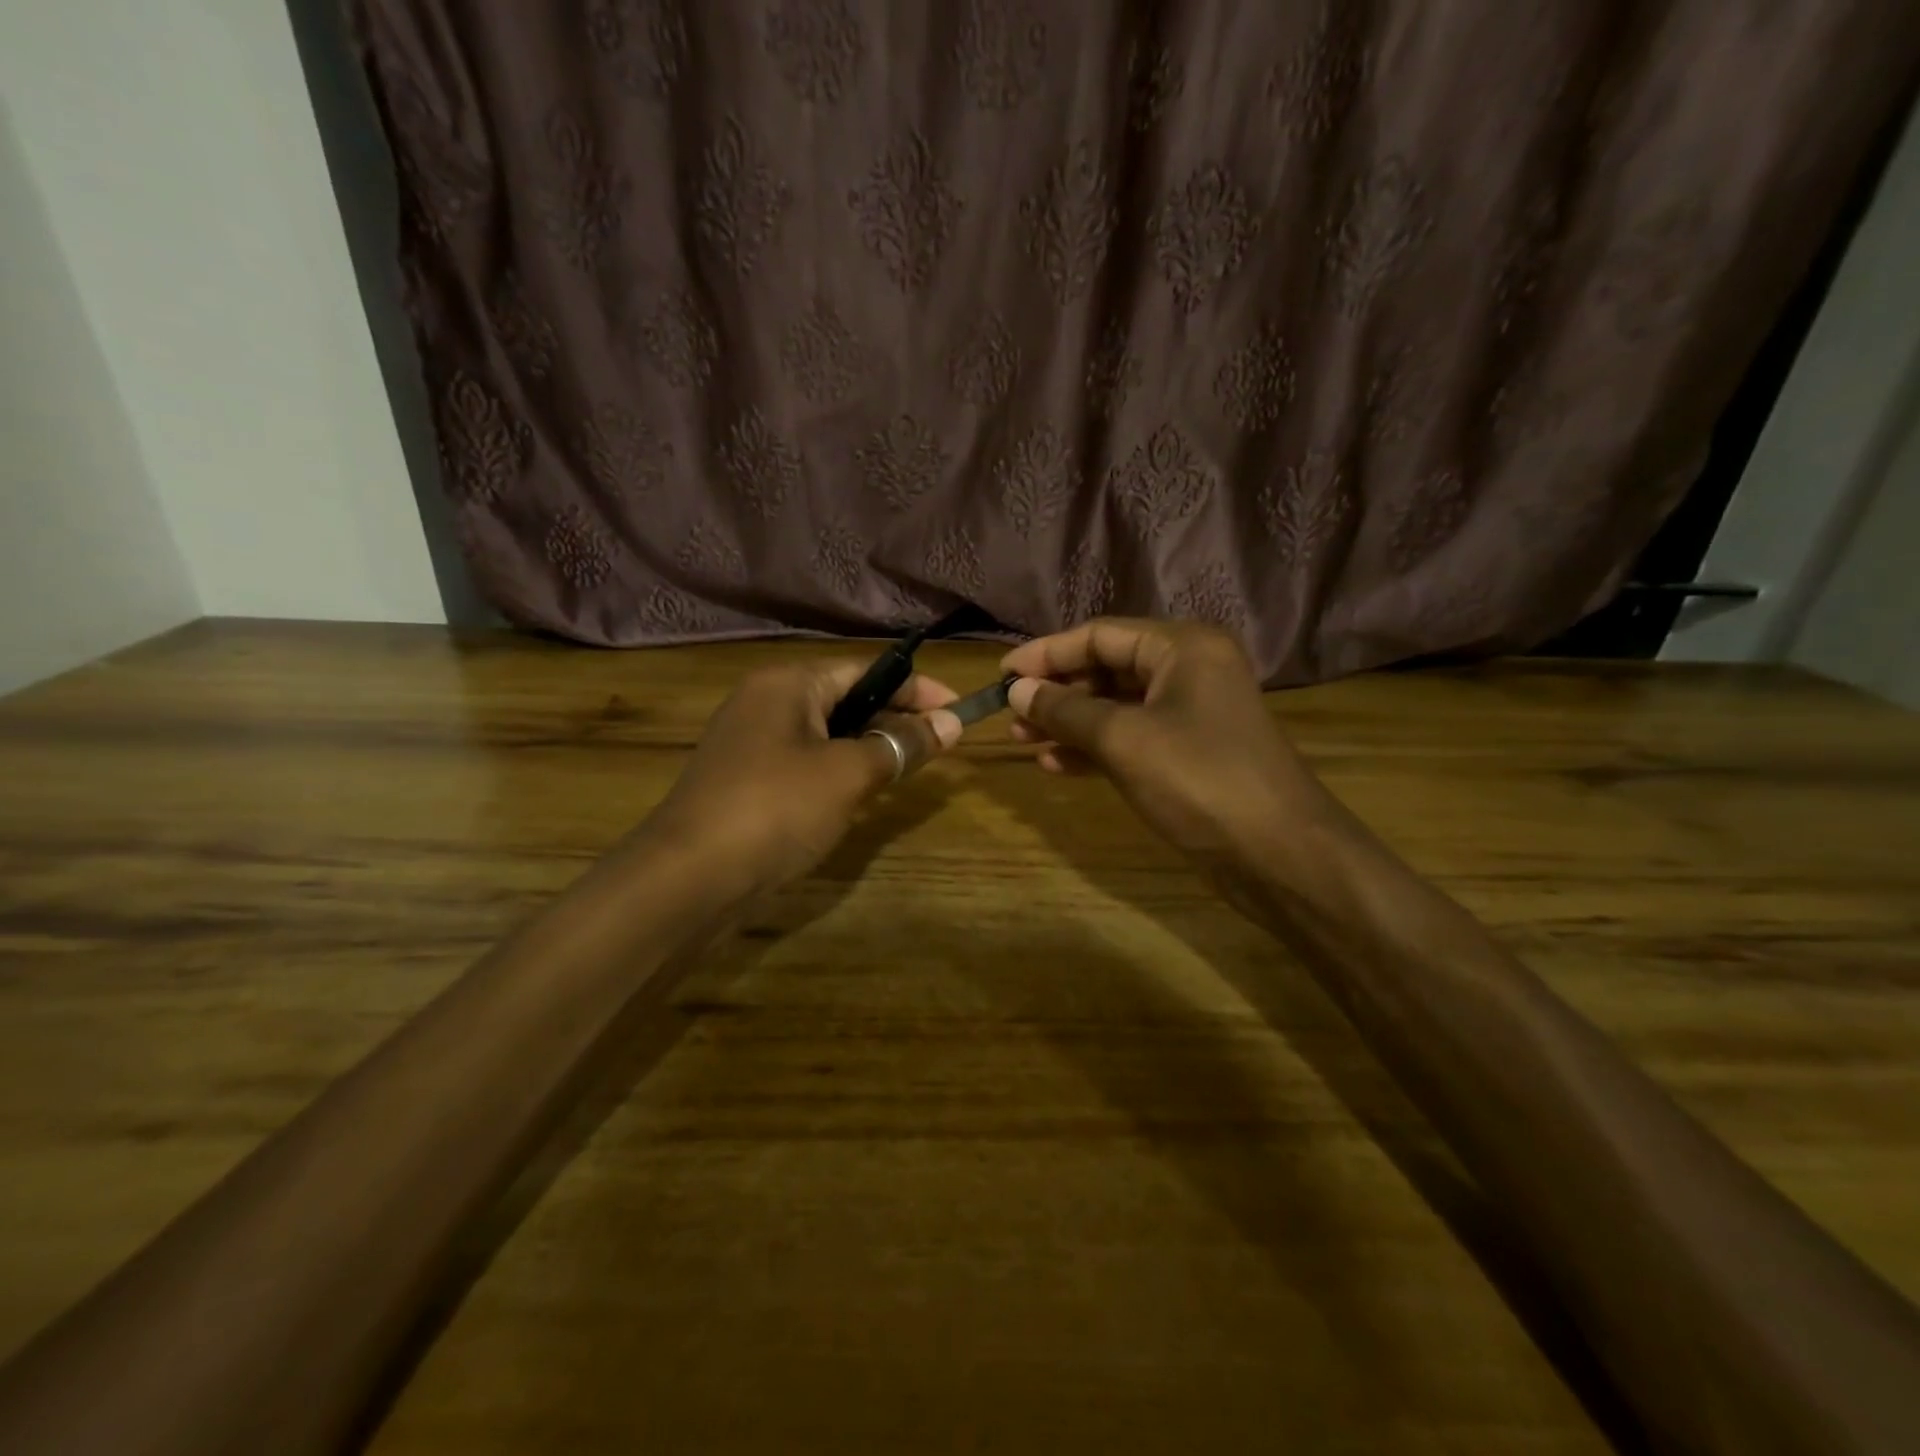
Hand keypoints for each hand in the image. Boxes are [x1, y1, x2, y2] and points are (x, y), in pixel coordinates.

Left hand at [646, 660, 961, 894]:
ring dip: (870, 748)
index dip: (916, 689)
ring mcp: (752, 744)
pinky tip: (863, 796)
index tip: (958, 710)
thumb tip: (952, 723)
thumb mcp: (849, 773)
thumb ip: (901, 744)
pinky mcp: (747, 782)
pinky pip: (807, 764)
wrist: (689, 878)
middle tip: (941, 744)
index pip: (866, 671)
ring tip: (911, 768)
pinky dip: (841, 772)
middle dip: (895, 719)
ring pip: (828, 735)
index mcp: (788, 684)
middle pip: (846, 700)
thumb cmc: (776, 808)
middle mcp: (766, 703)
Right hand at [1000, 618, 1314, 861]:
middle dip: (1057, 690)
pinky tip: (1057, 765)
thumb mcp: (1123, 740)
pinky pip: (1130, 738)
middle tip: (1010, 713)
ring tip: (1022, 739)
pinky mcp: (1188, 753)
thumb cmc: (1199, 780)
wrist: (1278, 853)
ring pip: (1115, 706)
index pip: (1100, 635)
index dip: (1046, 653)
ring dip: (1069, 721)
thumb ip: (1066, 710)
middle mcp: (1188, 670)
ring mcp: (1190, 713)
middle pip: (1107, 668)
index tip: (1001, 675)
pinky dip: (1094, 748)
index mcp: (1182, 647)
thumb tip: (1017, 690)